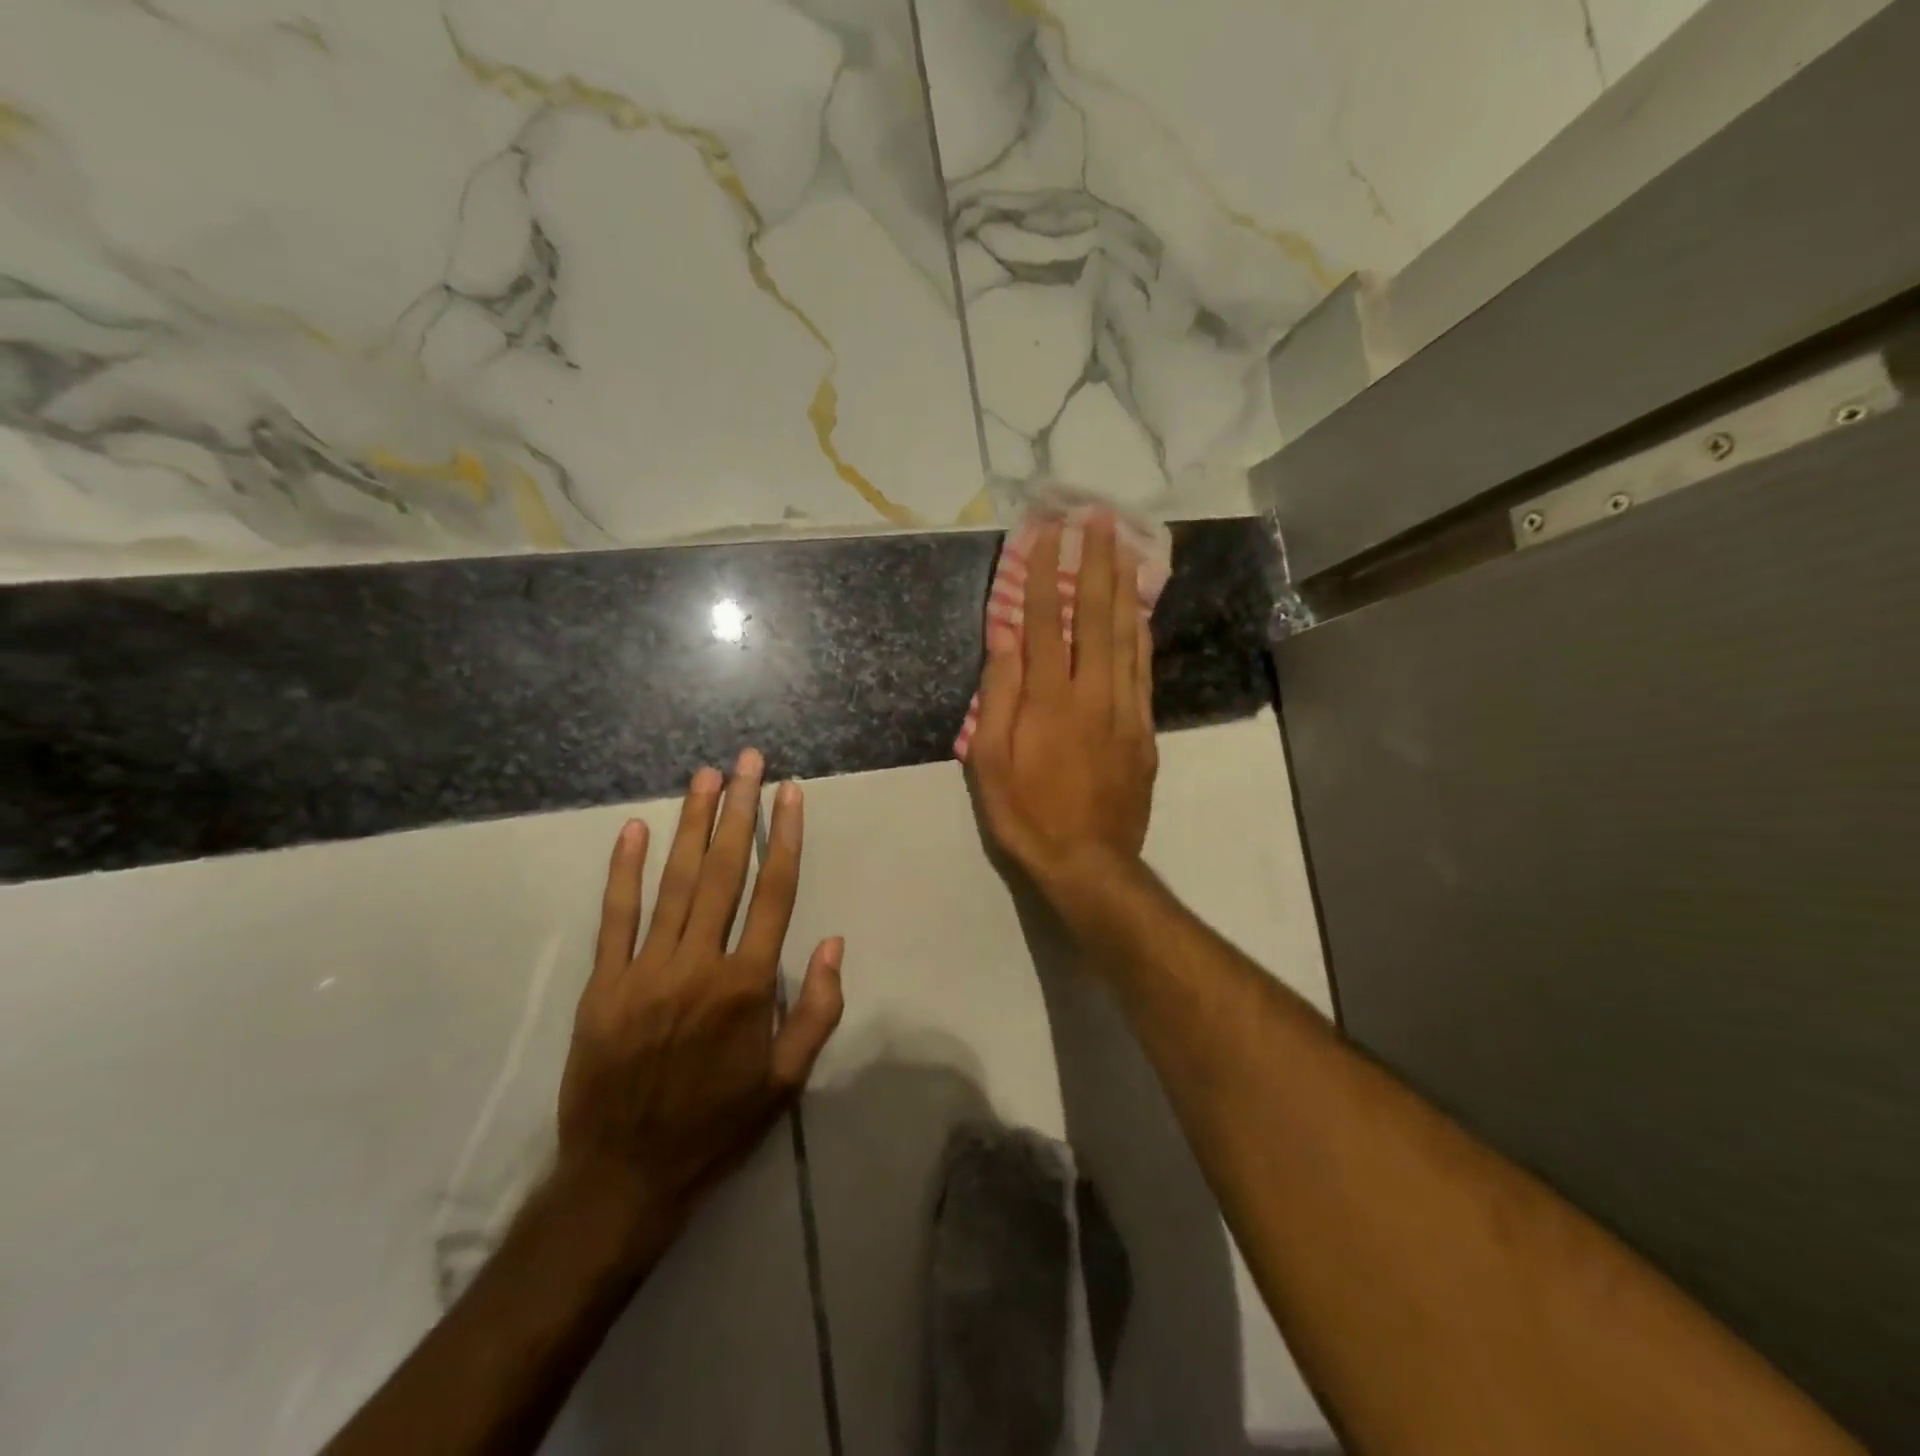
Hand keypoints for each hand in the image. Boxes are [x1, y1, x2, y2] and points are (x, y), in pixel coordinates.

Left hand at [556, 749, 844, 1251]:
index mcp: (747, 985)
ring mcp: (646, 969)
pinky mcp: (605, 982)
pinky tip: (634, 829)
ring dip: (691, 825)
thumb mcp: (787, 1081)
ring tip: (705, 777)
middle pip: (723, 872)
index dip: (784, 838)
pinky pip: (615, 916)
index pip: (773, 893)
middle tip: (747, 762)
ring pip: (674, 882)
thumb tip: (834, 943)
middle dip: (738, 810)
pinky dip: (624, 870)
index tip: (790, 793)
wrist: (624, 1176)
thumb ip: (816, 1009)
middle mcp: (699, 963)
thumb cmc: (717, 1125)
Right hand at [969, 516, 1157, 915]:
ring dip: (1123, 585)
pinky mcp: (1144, 729)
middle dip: (1095, 561)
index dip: (1046, 572)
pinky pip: (1144, 668)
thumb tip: (1004, 636)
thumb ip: (999, 695)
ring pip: (1127, 635)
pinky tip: (1139, 608)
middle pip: (1096, 616)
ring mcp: (1125, 709)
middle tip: (1099, 516)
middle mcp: (1092, 693)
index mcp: (1049, 700)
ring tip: (1124, 544)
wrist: (1089, 863)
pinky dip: (1141, 631)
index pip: (1046, 621)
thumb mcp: (990, 762)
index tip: (1048, 530)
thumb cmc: (1027, 815)